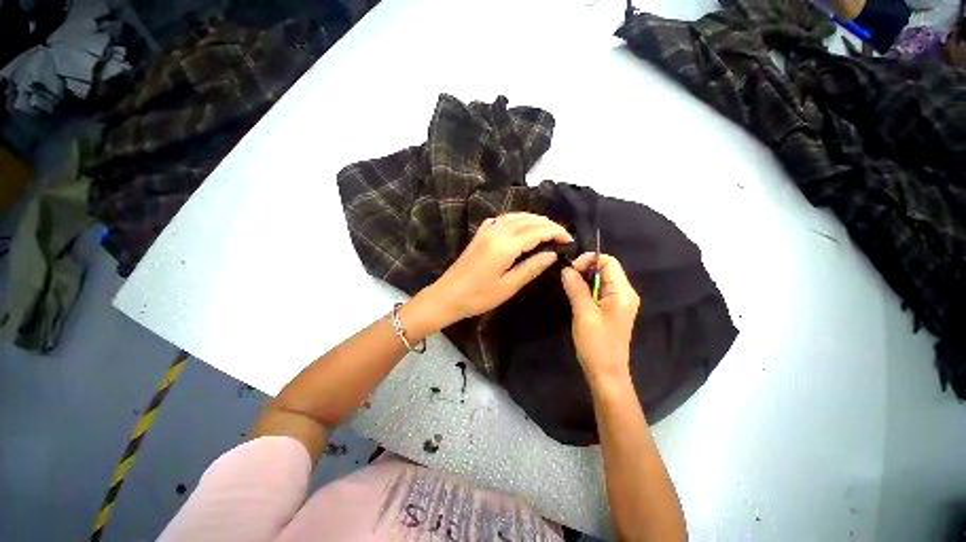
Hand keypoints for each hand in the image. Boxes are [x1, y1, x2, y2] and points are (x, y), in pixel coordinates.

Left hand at [418, 213, 572, 328]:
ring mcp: (486, 231)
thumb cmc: (479, 296)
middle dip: (548, 224)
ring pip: (515, 216)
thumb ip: (531, 268)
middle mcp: (496, 232)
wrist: (448, 295)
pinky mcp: (480, 234)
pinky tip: (521, 226)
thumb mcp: (509, 286)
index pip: (537, 231)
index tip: (569, 240)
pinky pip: (502, 219)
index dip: (555, 233)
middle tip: (562, 234)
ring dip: (534, 219)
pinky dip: (517, 219)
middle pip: (528, 220)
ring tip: (547, 228)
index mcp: (505, 245)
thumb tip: (552, 255)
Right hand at [561, 253, 640, 382]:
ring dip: (583, 280)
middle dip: (584, 270)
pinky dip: (586, 290)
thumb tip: (566, 269)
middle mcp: (624, 293)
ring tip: (569, 289)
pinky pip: (599, 291)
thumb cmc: (597, 344)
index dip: (589, 260)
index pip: (609, 261)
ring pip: (600, 280)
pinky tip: (576, 297)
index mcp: (623, 292)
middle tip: (567, 281)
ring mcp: (619, 302)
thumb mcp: (584, 313)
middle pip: (605, 269)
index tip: (571, 271)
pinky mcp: (611, 310)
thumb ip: (576, 288)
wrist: (606, 373)